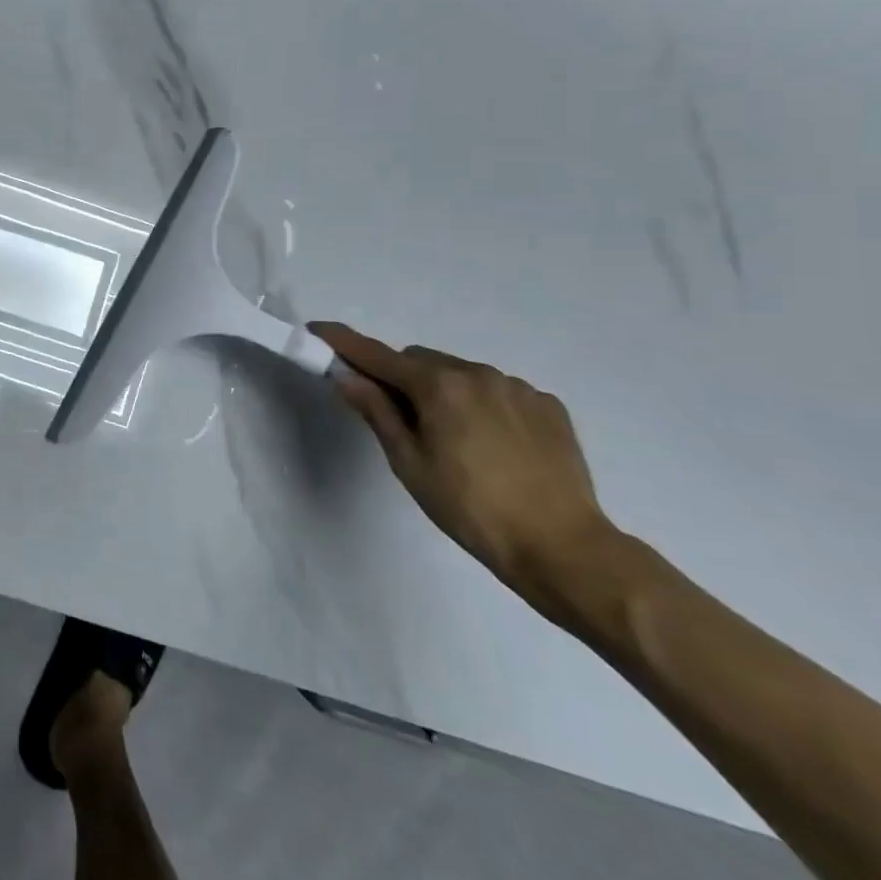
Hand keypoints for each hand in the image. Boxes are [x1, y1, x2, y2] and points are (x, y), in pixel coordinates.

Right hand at [311, 322, 616, 610]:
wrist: (563, 548)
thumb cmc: (470, 508)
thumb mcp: (409, 463)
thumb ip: (376, 412)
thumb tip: (345, 376)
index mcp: (438, 385)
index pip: (377, 355)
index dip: (343, 342)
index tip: (317, 330)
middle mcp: (477, 373)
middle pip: (420, 361)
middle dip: (400, 378)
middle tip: (397, 418)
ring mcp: (517, 387)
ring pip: (460, 374)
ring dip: (443, 391)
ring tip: (452, 440)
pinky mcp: (548, 406)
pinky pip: (498, 391)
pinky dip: (481, 405)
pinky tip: (491, 445)